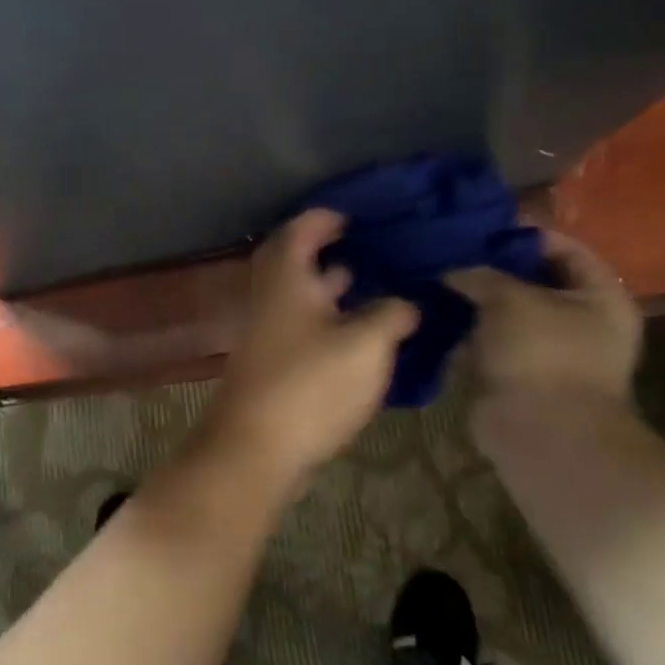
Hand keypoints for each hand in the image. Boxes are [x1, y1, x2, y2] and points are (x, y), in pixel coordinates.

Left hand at [196, 210, 418, 492]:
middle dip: (329, 250)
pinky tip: (362, 334)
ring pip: (301, 297)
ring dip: (331, 287)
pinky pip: (303, 326)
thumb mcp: (365, 345)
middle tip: (368, 246)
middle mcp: (271, 299)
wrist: (257, 449)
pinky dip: (330, 320)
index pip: (300, 230)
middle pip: (295, 261)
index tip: (358, 215)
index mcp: (286, 279)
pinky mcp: (274, 364)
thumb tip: (407, 302)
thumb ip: (391, 314)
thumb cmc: (310, 385)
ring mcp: (268, 333)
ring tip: (375, 284)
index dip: (326, 217)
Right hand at [445, 230, 641, 408]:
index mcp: (600, 297)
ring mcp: (550, 352)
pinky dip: (468, 331)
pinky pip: (491, 342)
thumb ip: (482, 275)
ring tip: (438, 280)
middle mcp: (582, 322)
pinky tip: (437, 314)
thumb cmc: (541, 353)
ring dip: (477, 301)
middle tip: (453, 252)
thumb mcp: (510, 298)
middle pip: (535, 281)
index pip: (566, 249)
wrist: (542, 433)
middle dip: (494, 268)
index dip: (526, 235)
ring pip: (508, 313)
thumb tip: (452, 272)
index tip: (482, 228)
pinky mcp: (520, 375)